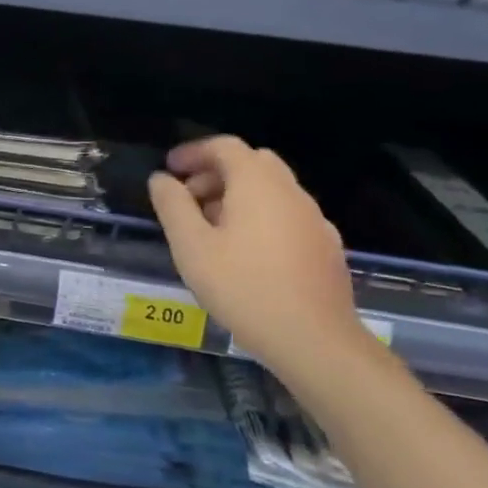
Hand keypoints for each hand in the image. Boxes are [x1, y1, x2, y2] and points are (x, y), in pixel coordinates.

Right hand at [147, 136, 366, 376]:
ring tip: (211, 229)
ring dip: (238, 195)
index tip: (169, 171)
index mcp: (258, 184)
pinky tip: (246, 253)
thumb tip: (161, 179)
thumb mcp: (191, 246)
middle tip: (188, 198)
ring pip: (272, 189)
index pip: (226, 147)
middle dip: (216, 172)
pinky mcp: (326, 247)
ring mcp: (314, 220)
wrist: (314, 341)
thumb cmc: (243, 287)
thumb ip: (172, 205)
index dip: (193, 152)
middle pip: (252, 163)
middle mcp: (291, 193)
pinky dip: (261, 217)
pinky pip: (287, 215)